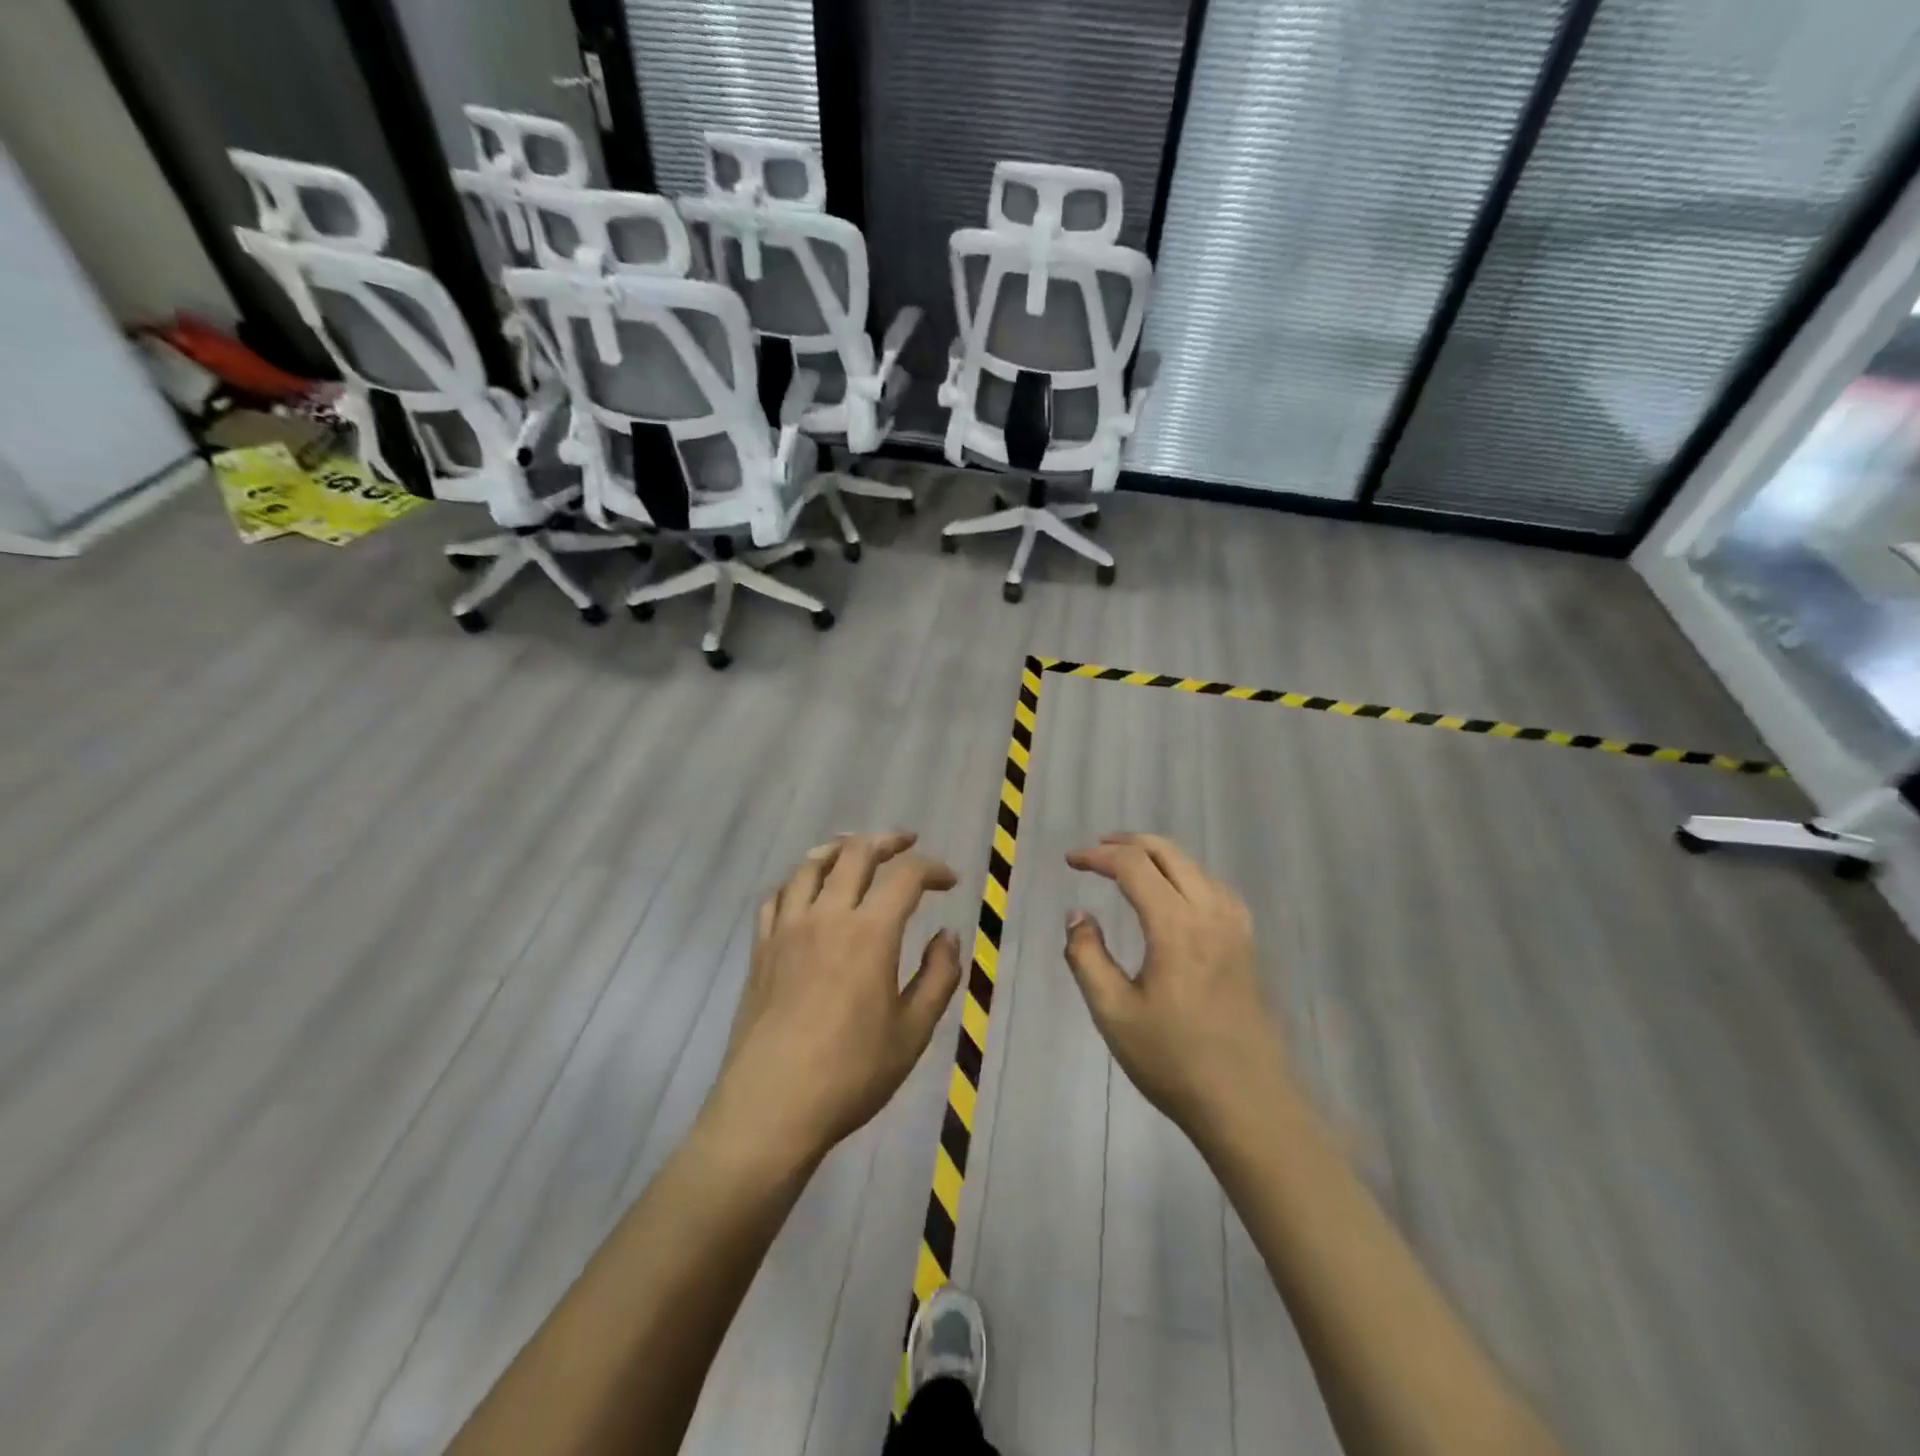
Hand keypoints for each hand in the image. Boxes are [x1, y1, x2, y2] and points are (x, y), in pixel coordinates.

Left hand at [707, 832, 962, 1163]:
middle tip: (906, 843)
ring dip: (838, 849)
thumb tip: (947, 935)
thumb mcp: (913, 1031)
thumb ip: (938, 976)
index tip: (949, 880)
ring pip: (809, 866)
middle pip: (854, 854)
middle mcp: (826, 916)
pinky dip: (796, 881)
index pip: (905, 876)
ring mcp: (787, 930)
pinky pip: (776, 897)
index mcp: (869, 933)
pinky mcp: (760, 949)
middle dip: (886, 841)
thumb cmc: (851, 1073)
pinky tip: (805, 890)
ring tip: (854, 849)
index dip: (932, 868)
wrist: (771, 1107)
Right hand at [1064, 833, 1295, 1146]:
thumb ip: (1087, 956)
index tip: (1070, 862)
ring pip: (1195, 866)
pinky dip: (1186, 874)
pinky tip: (1176, 893)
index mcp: (1176, 926)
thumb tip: (1078, 915)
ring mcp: (1236, 928)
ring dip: (1158, 855)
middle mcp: (1210, 913)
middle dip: (1128, 843)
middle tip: (1096, 850)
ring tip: (1129, 864)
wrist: (1247, 1104)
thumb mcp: (1113, 1012)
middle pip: (1169, 853)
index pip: (1133, 866)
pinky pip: (1215, 887)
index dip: (1097, 856)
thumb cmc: (1173, 1061)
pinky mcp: (1247, 945)